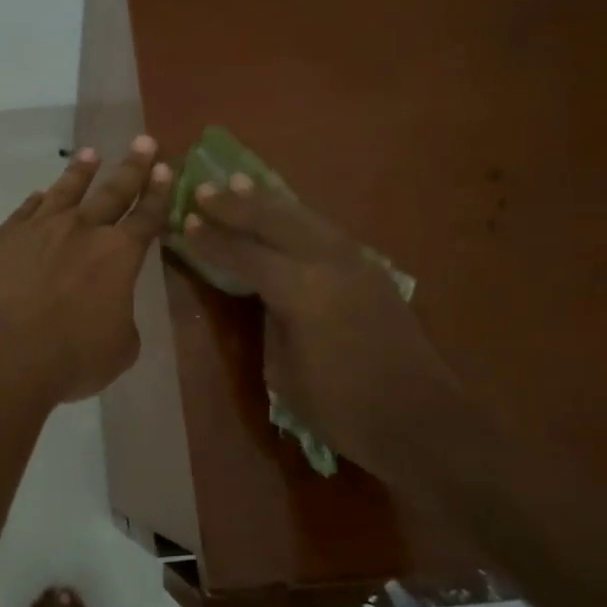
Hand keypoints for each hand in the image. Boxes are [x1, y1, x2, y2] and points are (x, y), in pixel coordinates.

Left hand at [0, 138, 173, 402]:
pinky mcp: (2, 238)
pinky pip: (25, 211)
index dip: (159, 193)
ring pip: (65, 191)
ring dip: (80, 171)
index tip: (165, 168)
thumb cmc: (69, 358)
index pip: (146, 217)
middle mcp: (81, 231)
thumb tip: (109, 308)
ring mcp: (38, 229)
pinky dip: (36, 201)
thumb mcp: (118, 349)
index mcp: (118, 256)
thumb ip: (121, 319)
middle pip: (113, 191)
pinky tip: (39, 194)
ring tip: (90, 154)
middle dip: (132, 166)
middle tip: (143, 141)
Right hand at [177, 174, 467, 482]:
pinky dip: (297, 217)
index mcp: (301, 289)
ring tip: (240, 183)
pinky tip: (285, 214)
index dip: (212, 239)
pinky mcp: (373, 270)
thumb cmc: (342, 409)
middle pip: (274, 221)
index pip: (244, 254)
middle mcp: (329, 262)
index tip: (184, 220)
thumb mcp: (284, 371)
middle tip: (204, 189)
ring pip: (304, 218)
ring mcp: (356, 261)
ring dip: (268, 202)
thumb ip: (272, 320)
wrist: (422, 423)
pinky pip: (325, 230)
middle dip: (236, 204)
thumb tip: (267, 295)